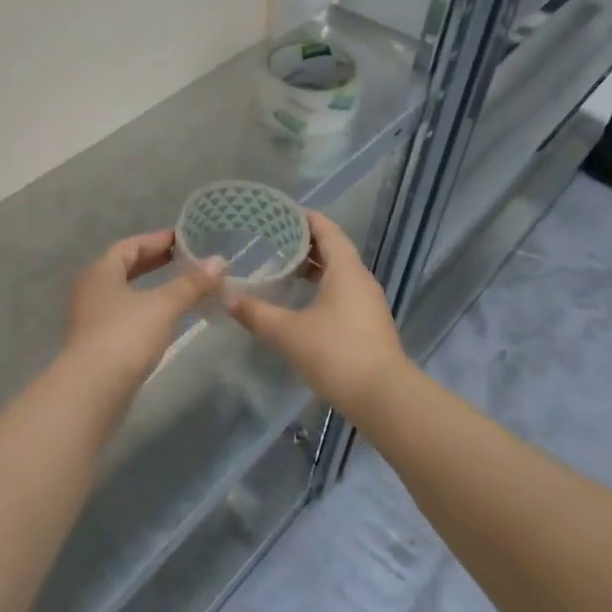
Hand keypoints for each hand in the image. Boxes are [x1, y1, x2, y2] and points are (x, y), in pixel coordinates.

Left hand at [62, 231, 223, 396]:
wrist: (93, 390)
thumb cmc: (126, 335)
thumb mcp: (164, 305)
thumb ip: (192, 283)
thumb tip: (219, 261)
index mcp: (101, 271)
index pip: (130, 246)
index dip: (157, 240)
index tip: (183, 239)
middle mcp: (91, 289)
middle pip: (125, 268)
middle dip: (155, 263)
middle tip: (185, 261)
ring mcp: (91, 318)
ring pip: (125, 294)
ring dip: (151, 289)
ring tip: (181, 289)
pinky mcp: (97, 344)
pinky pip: (126, 316)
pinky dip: (147, 311)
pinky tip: (166, 320)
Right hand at [225, 211, 408, 418]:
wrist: (384, 398)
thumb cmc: (336, 353)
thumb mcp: (288, 332)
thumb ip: (256, 313)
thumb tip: (227, 298)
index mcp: (346, 270)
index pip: (327, 230)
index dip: (305, 218)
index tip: (280, 213)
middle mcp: (361, 280)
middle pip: (334, 249)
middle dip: (305, 243)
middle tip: (273, 240)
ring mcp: (368, 303)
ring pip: (339, 273)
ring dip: (314, 267)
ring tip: (283, 269)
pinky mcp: (369, 324)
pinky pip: (343, 292)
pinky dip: (322, 287)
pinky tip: (302, 302)